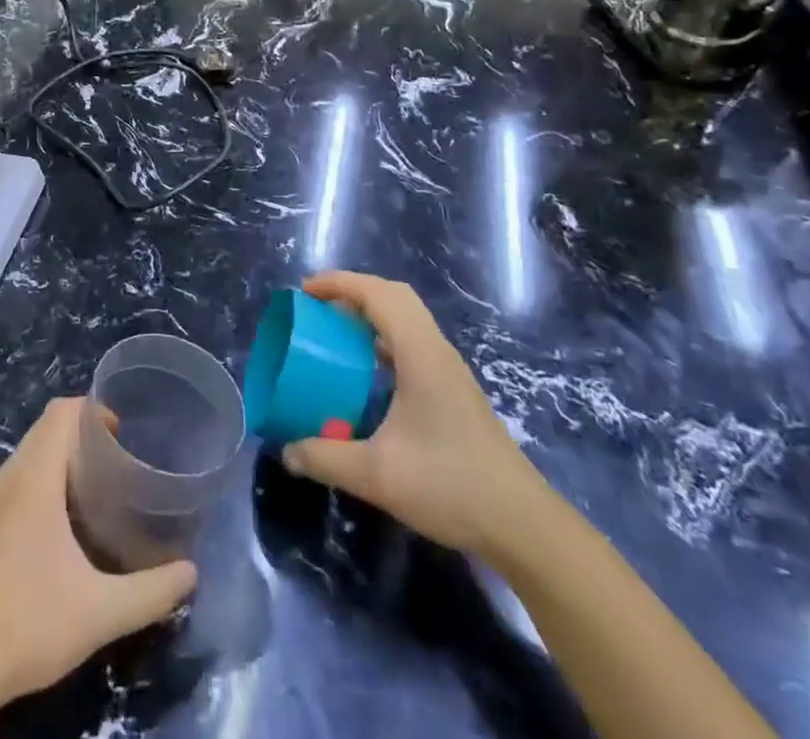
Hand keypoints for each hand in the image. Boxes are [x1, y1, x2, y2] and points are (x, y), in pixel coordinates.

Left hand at [0, 397, 197, 713]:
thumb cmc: (27, 622)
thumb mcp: (100, 611)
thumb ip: (151, 591)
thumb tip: (191, 574)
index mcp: (34, 477)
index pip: (60, 412)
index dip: (92, 409)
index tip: (124, 433)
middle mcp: (10, 477)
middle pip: (47, 429)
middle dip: (85, 434)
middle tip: (122, 463)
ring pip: (32, 455)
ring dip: (65, 458)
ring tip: (102, 489)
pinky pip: (20, 480)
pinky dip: (47, 481)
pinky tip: (69, 525)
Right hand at [280, 271, 544, 556]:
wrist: (523, 526)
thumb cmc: (451, 486)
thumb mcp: (377, 475)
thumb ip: (325, 459)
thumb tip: (285, 451)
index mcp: (420, 354)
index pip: (378, 294)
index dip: (339, 283)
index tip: (305, 291)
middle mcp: (437, 351)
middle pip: (395, 296)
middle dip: (353, 291)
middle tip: (319, 307)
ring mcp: (450, 371)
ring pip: (408, 319)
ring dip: (372, 313)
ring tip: (337, 333)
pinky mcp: (456, 391)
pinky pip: (414, 342)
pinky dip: (385, 338)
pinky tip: (369, 373)